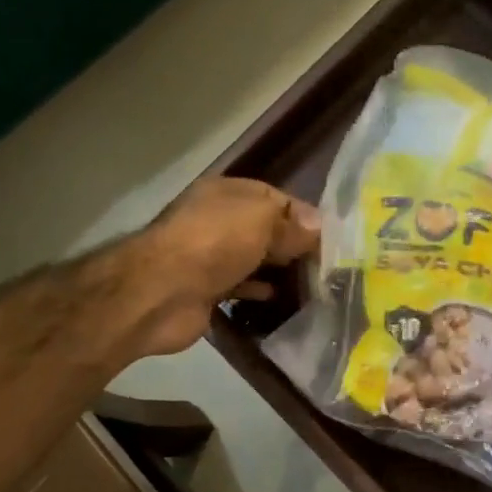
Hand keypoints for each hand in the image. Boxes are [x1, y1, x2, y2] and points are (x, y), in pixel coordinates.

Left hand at [131, 178, 320, 354]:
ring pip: (253, 257)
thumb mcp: (260, 220)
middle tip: (327, 263)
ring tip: (312, 282)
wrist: (161, 292)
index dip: (302, 215)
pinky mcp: (206, 289)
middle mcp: (216, 220)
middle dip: (293, 243)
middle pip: (264, 228)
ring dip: (278, 268)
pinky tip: (280, 297)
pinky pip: (240, 286)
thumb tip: (319, 226)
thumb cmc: (213, 243)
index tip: (331, 238)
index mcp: (226, 193)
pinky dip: (259, 290)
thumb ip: (291, 223)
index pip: (274, 197)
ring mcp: (209, 256)